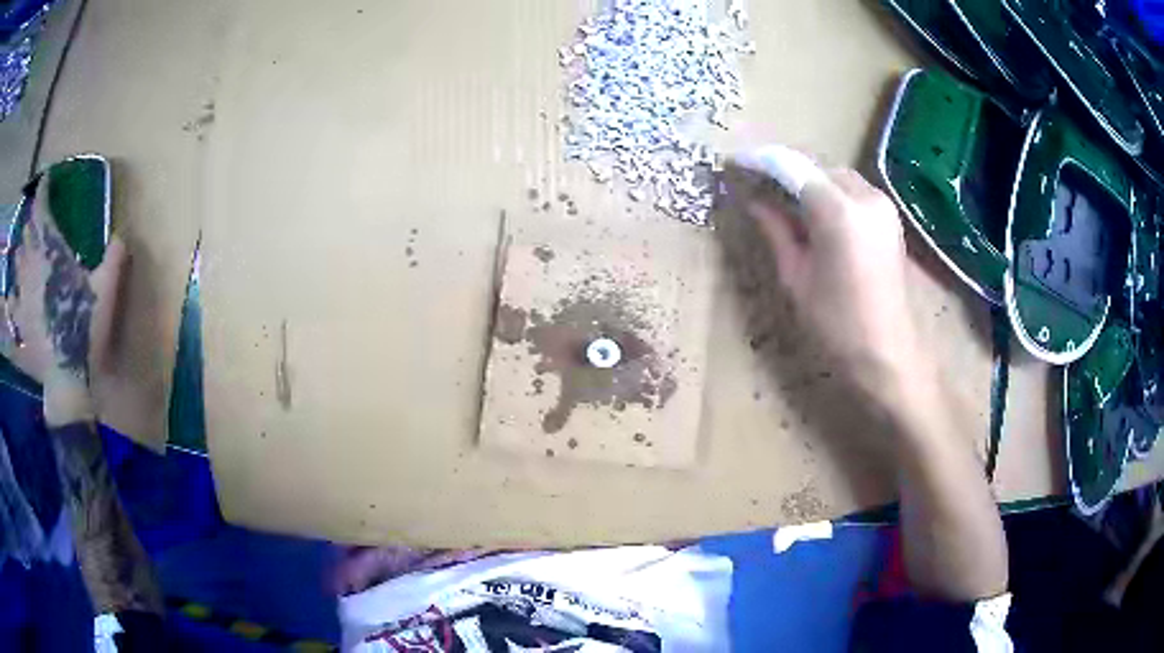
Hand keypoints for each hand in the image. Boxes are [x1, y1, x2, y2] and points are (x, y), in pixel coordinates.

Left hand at [6, 183, 126, 422]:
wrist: (68, 382)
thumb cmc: (84, 331)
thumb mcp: (106, 292)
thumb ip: (114, 258)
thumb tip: (123, 235)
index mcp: (49, 251)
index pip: (40, 208)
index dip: (42, 190)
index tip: (46, 181)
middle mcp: (31, 267)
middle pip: (26, 233)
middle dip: (31, 225)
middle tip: (37, 224)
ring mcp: (22, 298)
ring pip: (16, 264)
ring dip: (21, 256)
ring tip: (25, 256)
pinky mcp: (20, 326)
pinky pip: (11, 306)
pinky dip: (12, 297)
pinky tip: (14, 298)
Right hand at [743, 161, 924, 398]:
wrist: (889, 354)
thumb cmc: (837, 325)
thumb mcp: (796, 278)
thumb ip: (776, 230)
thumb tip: (754, 201)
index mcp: (839, 211)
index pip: (792, 167)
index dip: (760, 161)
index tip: (734, 163)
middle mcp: (865, 196)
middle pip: (816, 166)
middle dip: (785, 169)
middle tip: (755, 183)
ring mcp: (882, 205)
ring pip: (835, 175)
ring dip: (808, 180)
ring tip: (780, 197)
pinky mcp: (890, 218)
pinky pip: (852, 190)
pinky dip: (829, 192)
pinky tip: (812, 210)